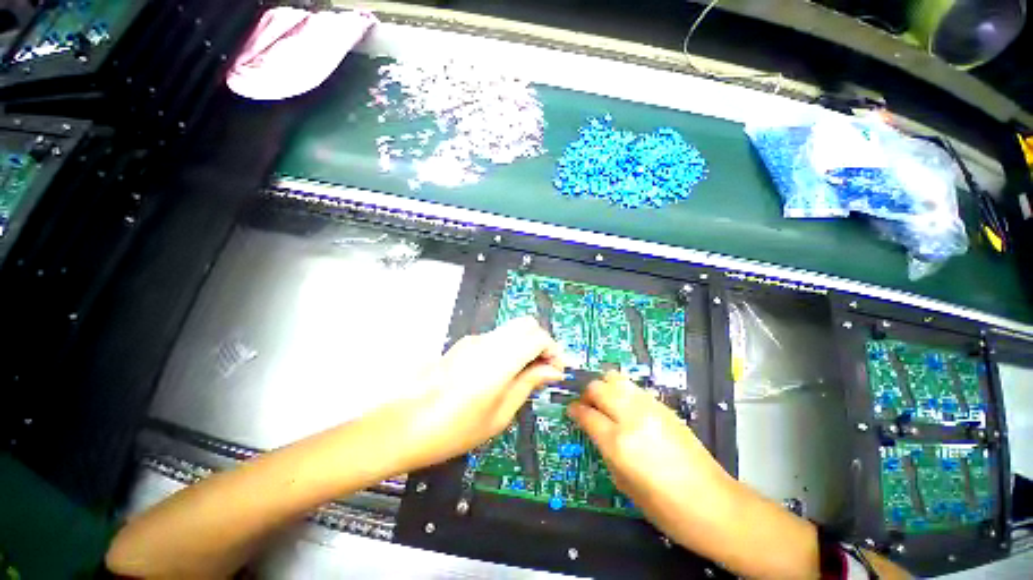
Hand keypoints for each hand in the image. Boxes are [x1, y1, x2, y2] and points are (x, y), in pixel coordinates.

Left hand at [401, 317, 564, 467]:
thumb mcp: (500, 414)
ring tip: (524, 375)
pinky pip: (496, 338)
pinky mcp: (464, 345)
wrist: (405, 425)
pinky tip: (501, 374)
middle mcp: (488, 341)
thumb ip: (528, 384)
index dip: (553, 350)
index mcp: (499, 359)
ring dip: (524, 345)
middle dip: (541, 343)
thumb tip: (552, 370)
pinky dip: (508, 348)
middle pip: (526, 324)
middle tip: (543, 369)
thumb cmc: (455, 429)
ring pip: (511, 330)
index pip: (538, 336)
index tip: (557, 371)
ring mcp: (473, 340)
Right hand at [567, 372, 735, 543]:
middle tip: (586, 406)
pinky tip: (625, 406)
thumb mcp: (624, 484)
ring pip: (616, 379)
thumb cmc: (665, 507)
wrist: (714, 504)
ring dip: (604, 387)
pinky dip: (622, 391)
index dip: (575, 410)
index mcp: (619, 442)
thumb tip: (594, 429)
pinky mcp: (663, 406)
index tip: (571, 410)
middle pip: (598, 388)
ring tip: (604, 401)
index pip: (587, 414)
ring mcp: (649, 408)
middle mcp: (631, 417)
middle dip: (587, 394)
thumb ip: (605, 450)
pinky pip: (634, 388)